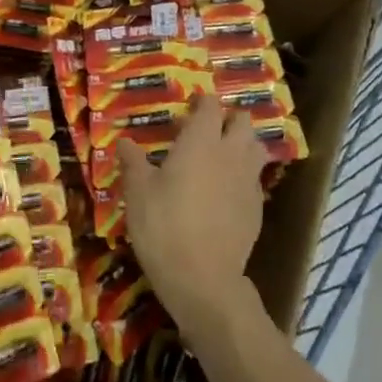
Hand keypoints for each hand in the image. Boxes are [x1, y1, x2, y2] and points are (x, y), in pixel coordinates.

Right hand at [117, 93, 268, 333]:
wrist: (203, 279)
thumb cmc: (164, 227)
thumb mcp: (138, 193)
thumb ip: (133, 162)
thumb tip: (124, 141)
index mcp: (201, 141)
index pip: (211, 105)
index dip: (202, 101)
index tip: (189, 107)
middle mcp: (230, 153)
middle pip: (243, 121)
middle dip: (228, 119)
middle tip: (206, 131)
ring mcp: (248, 180)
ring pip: (256, 147)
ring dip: (243, 144)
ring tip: (222, 157)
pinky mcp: (257, 207)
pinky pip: (255, 179)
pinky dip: (244, 176)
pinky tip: (226, 193)